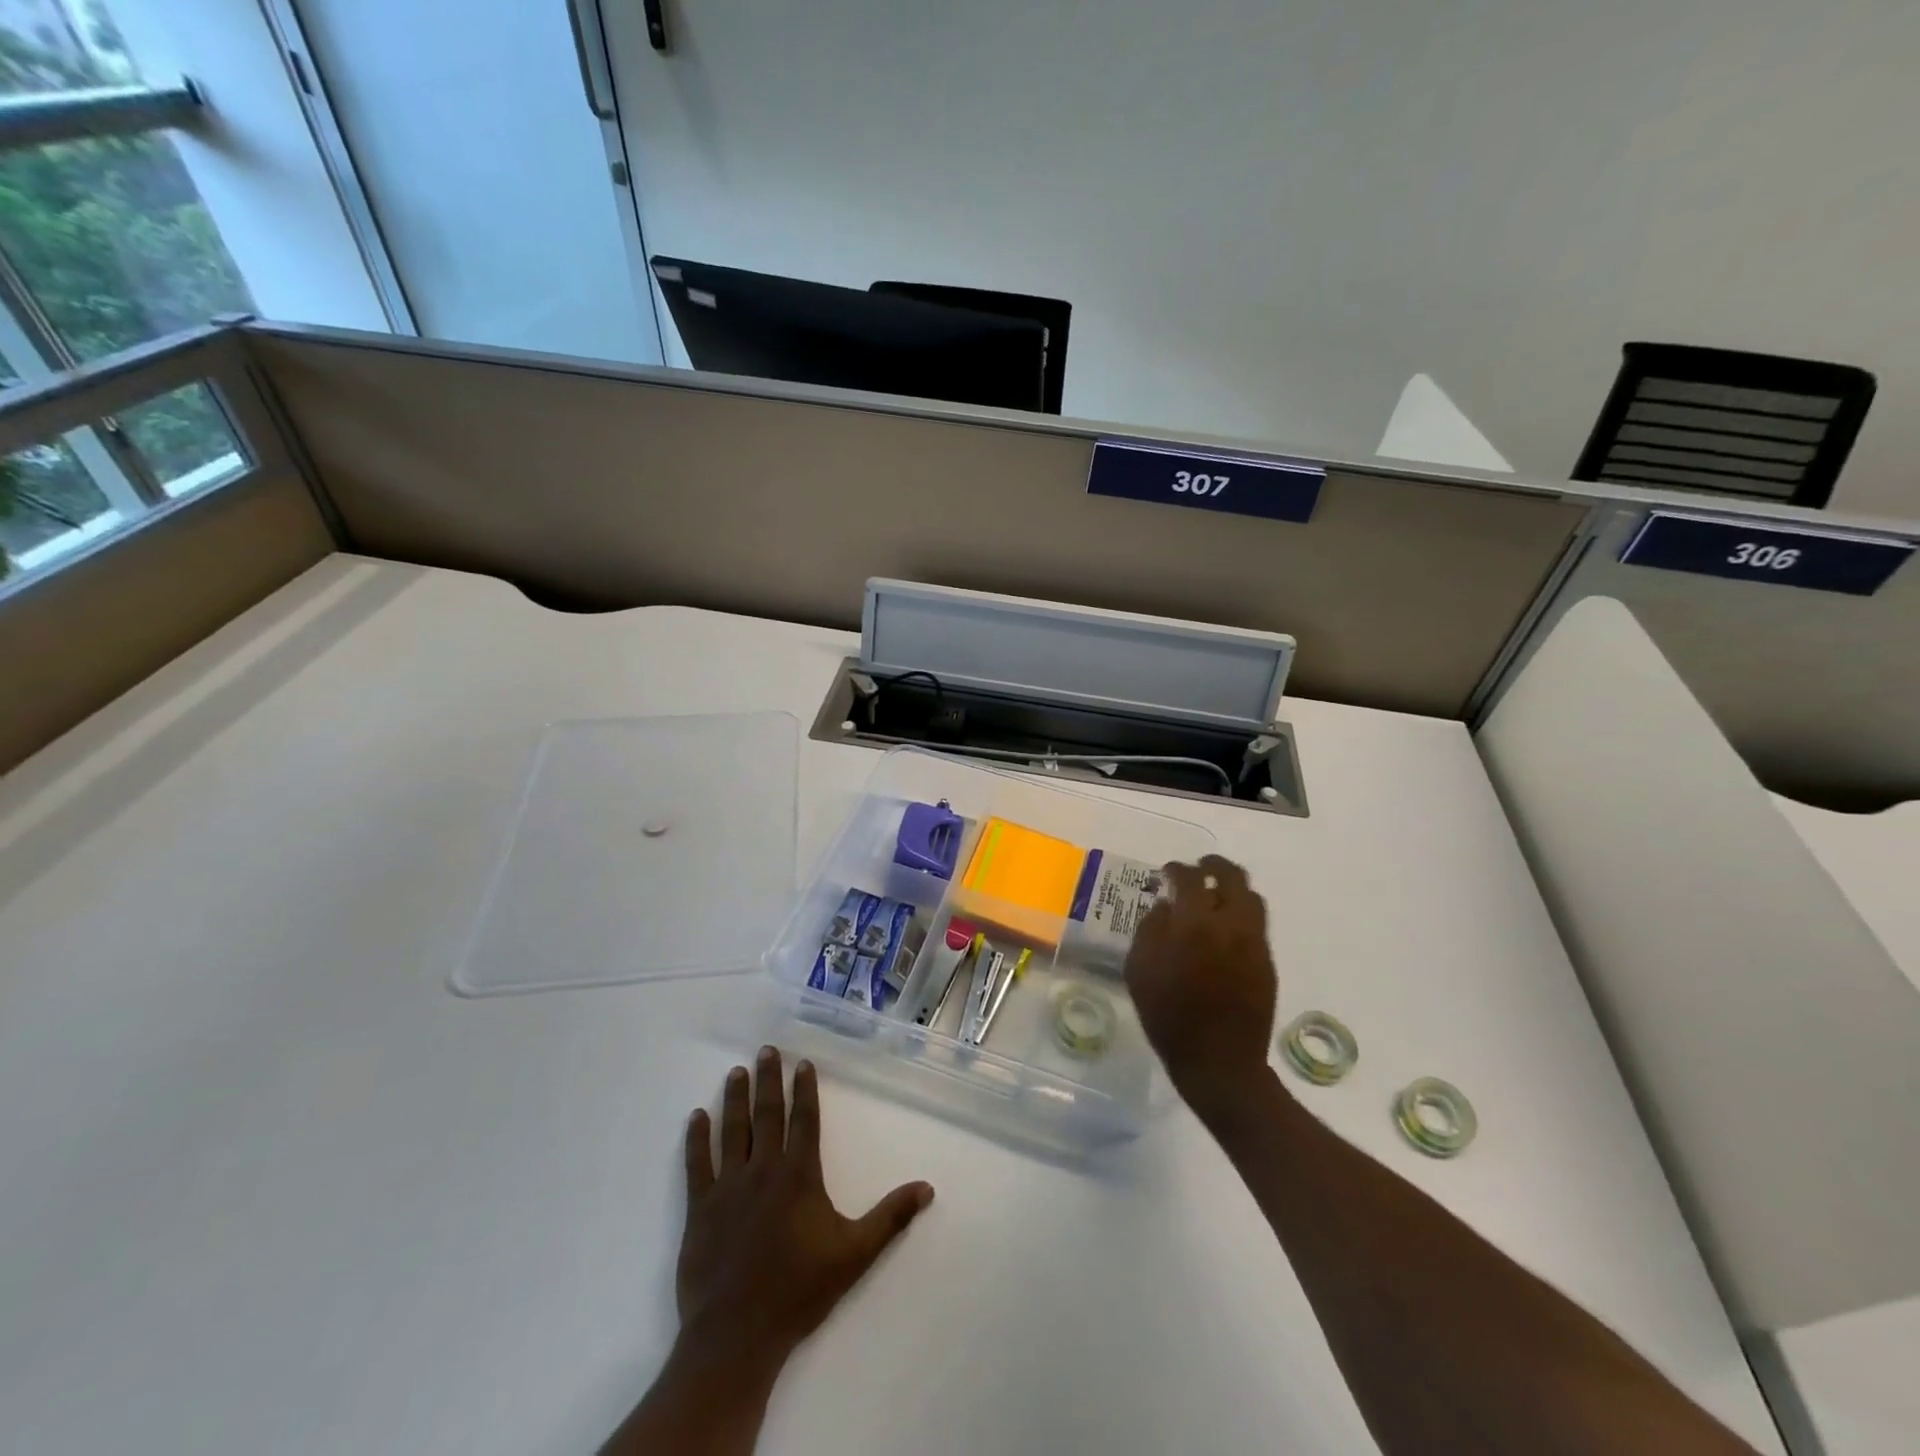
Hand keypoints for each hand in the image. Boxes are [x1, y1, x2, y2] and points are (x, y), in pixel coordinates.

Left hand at [676, 1047, 934, 1376]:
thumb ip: (891, 1218)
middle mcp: (763, 1169)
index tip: (802, 1063)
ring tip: (736, 1071)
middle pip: (767, 1114)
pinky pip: (697, 1164)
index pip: (804, 1119)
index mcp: (799, 1175)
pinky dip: (696, 1138)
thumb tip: (927, 1188)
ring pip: (732, 1130)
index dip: (804, 1089)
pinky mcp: (699, 1208)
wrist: (737, 1334)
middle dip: (768, 1080)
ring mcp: (728, 1187)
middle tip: (765, 1050)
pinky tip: (696, 1116)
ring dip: (735, 1098)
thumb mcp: (855, 1254)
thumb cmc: (799, 1290)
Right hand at [1125, 856, 1277, 1124]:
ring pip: (1251, 897)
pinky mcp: (1267, 961)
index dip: (1177, 869)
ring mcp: (1254, 942)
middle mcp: (1230, 925)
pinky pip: (1257, 923)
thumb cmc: (1169, 1016)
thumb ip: (1150, 930)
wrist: (1219, 1062)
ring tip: (1216, 894)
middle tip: (1200, 867)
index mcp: (1194, 924)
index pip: (1189, 879)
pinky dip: (1241, 913)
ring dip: (1232, 888)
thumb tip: (1165, 907)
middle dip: (1214, 866)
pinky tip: (1225, 927)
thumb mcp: (1139, 971)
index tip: (1168, 872)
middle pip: (1231, 877)